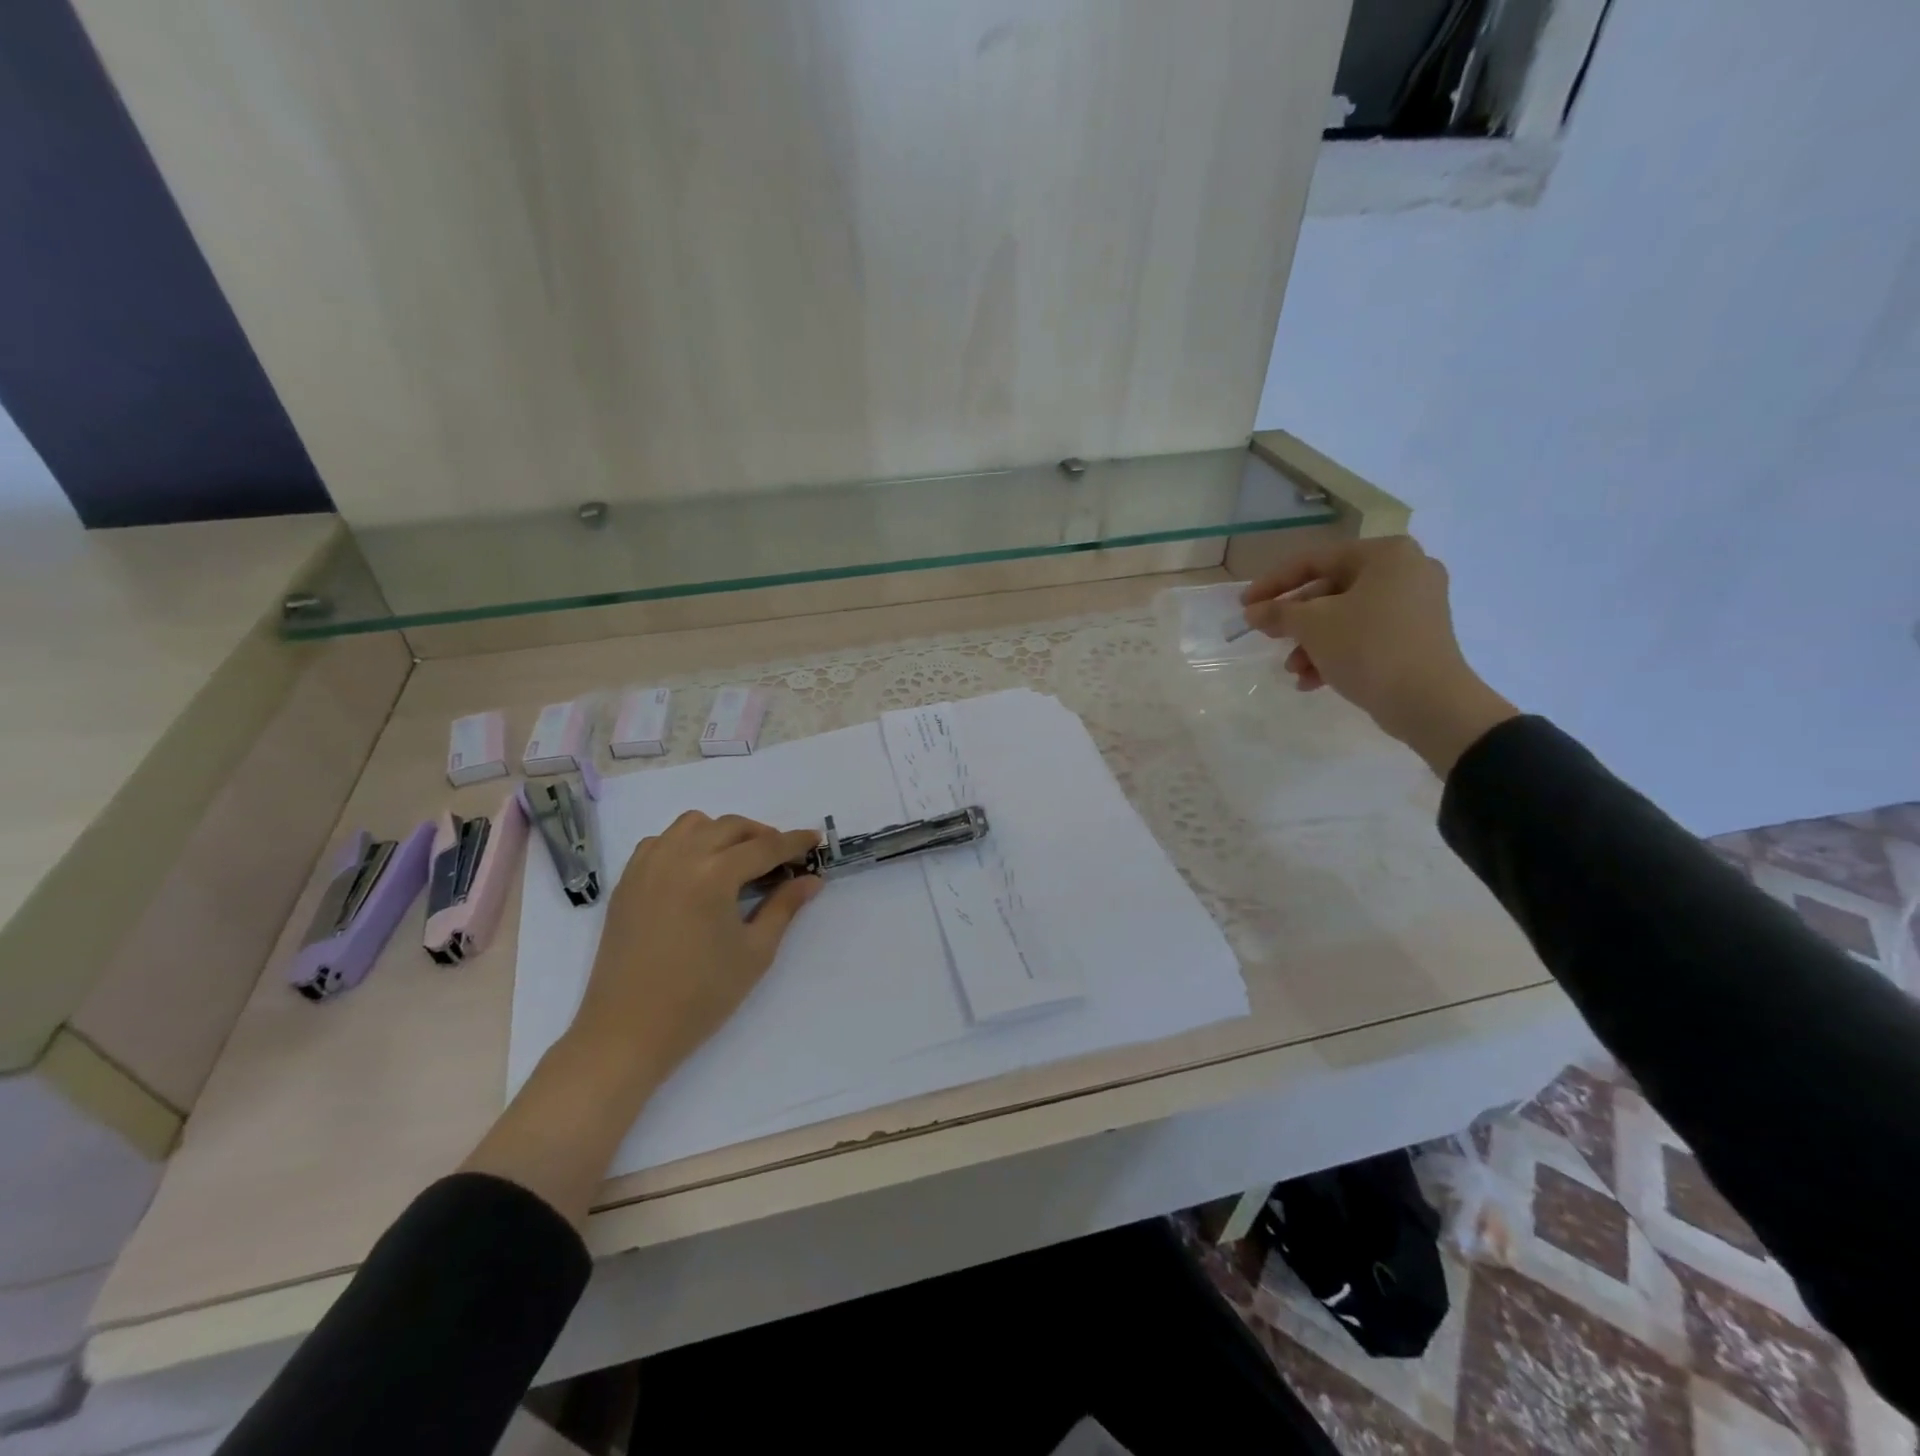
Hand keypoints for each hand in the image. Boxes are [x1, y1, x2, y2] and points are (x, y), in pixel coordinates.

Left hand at [568, 812, 822, 1087]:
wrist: (628, 1030)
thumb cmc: (701, 996)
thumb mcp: (755, 952)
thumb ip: (785, 907)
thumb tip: (812, 879)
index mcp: (714, 875)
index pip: (765, 846)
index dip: (794, 842)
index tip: (815, 839)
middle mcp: (679, 857)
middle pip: (731, 827)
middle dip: (762, 836)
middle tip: (781, 859)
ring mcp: (648, 865)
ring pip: (693, 824)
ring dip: (722, 833)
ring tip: (738, 860)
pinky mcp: (628, 880)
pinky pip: (661, 841)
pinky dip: (685, 843)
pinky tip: (696, 870)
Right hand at [1240, 537, 1517, 774]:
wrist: (1429, 702)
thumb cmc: (1368, 648)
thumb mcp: (1313, 626)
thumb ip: (1278, 612)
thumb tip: (1253, 611)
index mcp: (1386, 555)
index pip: (1315, 560)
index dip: (1273, 583)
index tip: (1245, 605)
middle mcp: (1406, 571)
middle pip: (1330, 590)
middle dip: (1295, 620)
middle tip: (1268, 637)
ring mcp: (1416, 606)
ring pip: (1345, 617)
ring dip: (1311, 643)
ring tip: (1293, 670)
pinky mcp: (1417, 637)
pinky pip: (1365, 636)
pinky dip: (1336, 653)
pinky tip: (1312, 681)